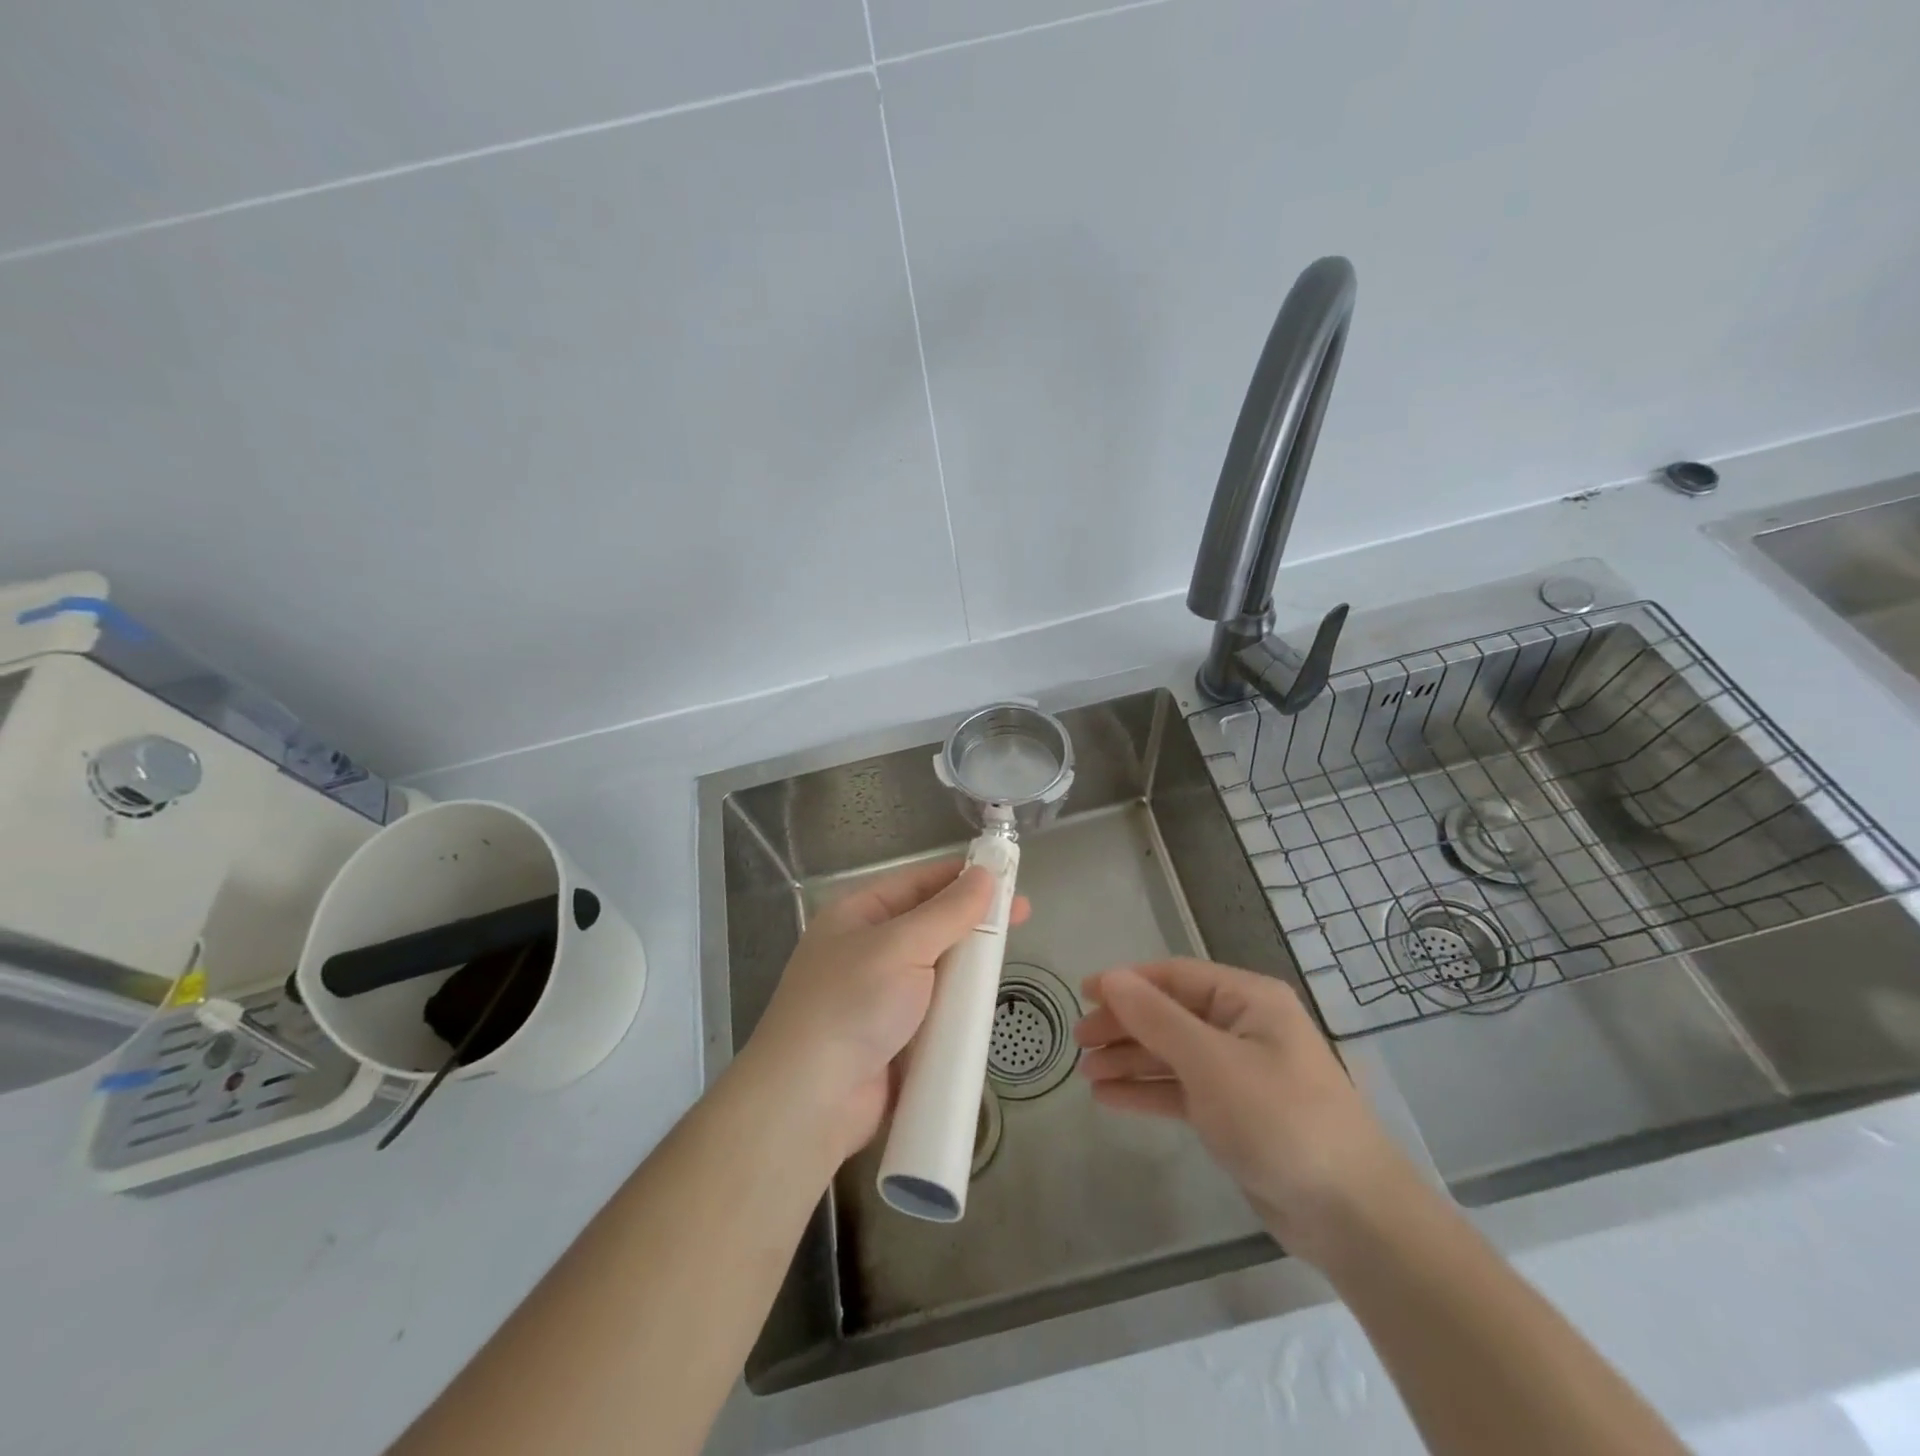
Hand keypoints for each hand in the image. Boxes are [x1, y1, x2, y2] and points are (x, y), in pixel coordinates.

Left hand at [746, 859, 1029, 1163]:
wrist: (810, 1102)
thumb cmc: (852, 1005)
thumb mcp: (901, 946)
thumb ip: (948, 912)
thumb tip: (985, 874)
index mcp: (858, 914)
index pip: (918, 882)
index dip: (962, 876)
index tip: (1009, 876)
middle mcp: (868, 949)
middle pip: (931, 925)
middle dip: (973, 921)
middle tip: (1022, 917)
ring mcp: (880, 996)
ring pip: (937, 969)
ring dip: (969, 966)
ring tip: (1010, 960)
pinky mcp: (895, 1037)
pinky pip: (936, 1010)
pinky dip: (959, 1007)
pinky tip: (990, 1004)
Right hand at [1074, 958, 1415, 1262]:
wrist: (1352, 1216)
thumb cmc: (1280, 1120)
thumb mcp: (1211, 1063)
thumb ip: (1156, 1019)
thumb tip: (1110, 978)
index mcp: (1248, 1000)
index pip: (1174, 977)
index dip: (1126, 982)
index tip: (1082, 994)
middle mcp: (1243, 1027)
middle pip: (1170, 1015)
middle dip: (1124, 1026)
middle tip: (1079, 1042)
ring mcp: (1239, 1072)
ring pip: (1172, 1054)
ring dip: (1130, 1061)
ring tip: (1086, 1074)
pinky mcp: (1235, 1114)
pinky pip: (1181, 1090)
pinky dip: (1147, 1092)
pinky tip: (1110, 1098)